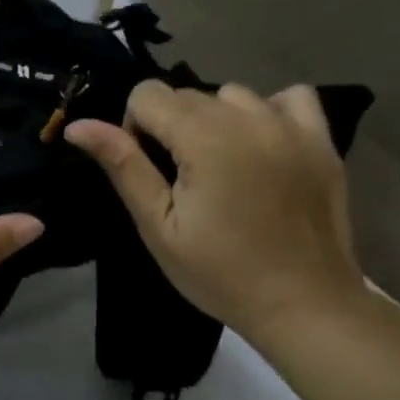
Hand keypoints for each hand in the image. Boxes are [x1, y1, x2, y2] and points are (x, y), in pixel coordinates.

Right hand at [65, 82, 363, 340]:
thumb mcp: (158, 226)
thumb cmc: (220, 273)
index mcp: (205, 138)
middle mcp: (249, 118)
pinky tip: (262, 146)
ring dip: (215, 120)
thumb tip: (77, 125)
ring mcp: (291, 126)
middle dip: (171, 127)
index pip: (147, 94)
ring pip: (231, 95)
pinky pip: (289, 98)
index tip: (149, 171)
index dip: (134, 128)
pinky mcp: (322, 141)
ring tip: (222, 167)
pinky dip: (268, 112)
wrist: (305, 305)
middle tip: (182, 182)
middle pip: (187, 93)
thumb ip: (122, 166)